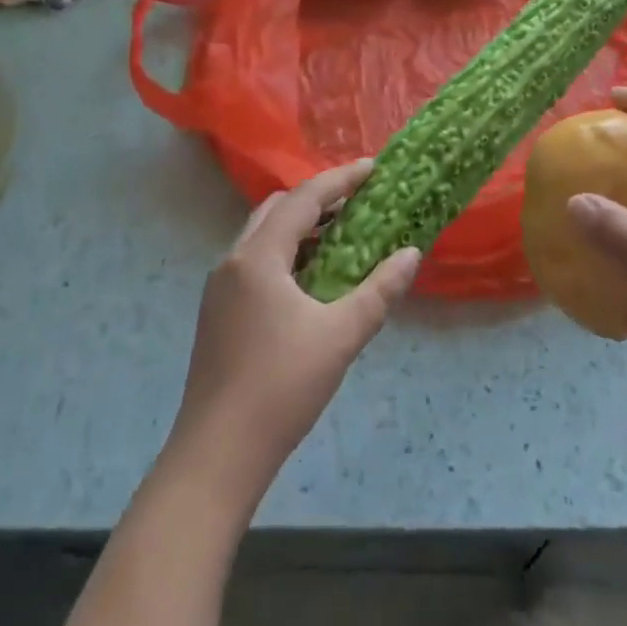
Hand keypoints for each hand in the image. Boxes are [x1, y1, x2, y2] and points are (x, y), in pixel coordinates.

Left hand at [166, 162, 419, 502]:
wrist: (215, 457)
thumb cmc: (280, 388)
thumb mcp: (340, 336)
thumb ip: (379, 290)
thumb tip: (411, 254)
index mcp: (259, 257)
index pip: (304, 199)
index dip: (340, 179)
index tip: (373, 168)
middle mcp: (233, 261)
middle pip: (278, 209)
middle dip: (318, 199)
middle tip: (358, 203)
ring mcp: (219, 288)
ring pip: (263, 236)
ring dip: (301, 228)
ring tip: (340, 238)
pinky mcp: (217, 313)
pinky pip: (255, 262)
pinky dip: (286, 254)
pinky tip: (310, 281)